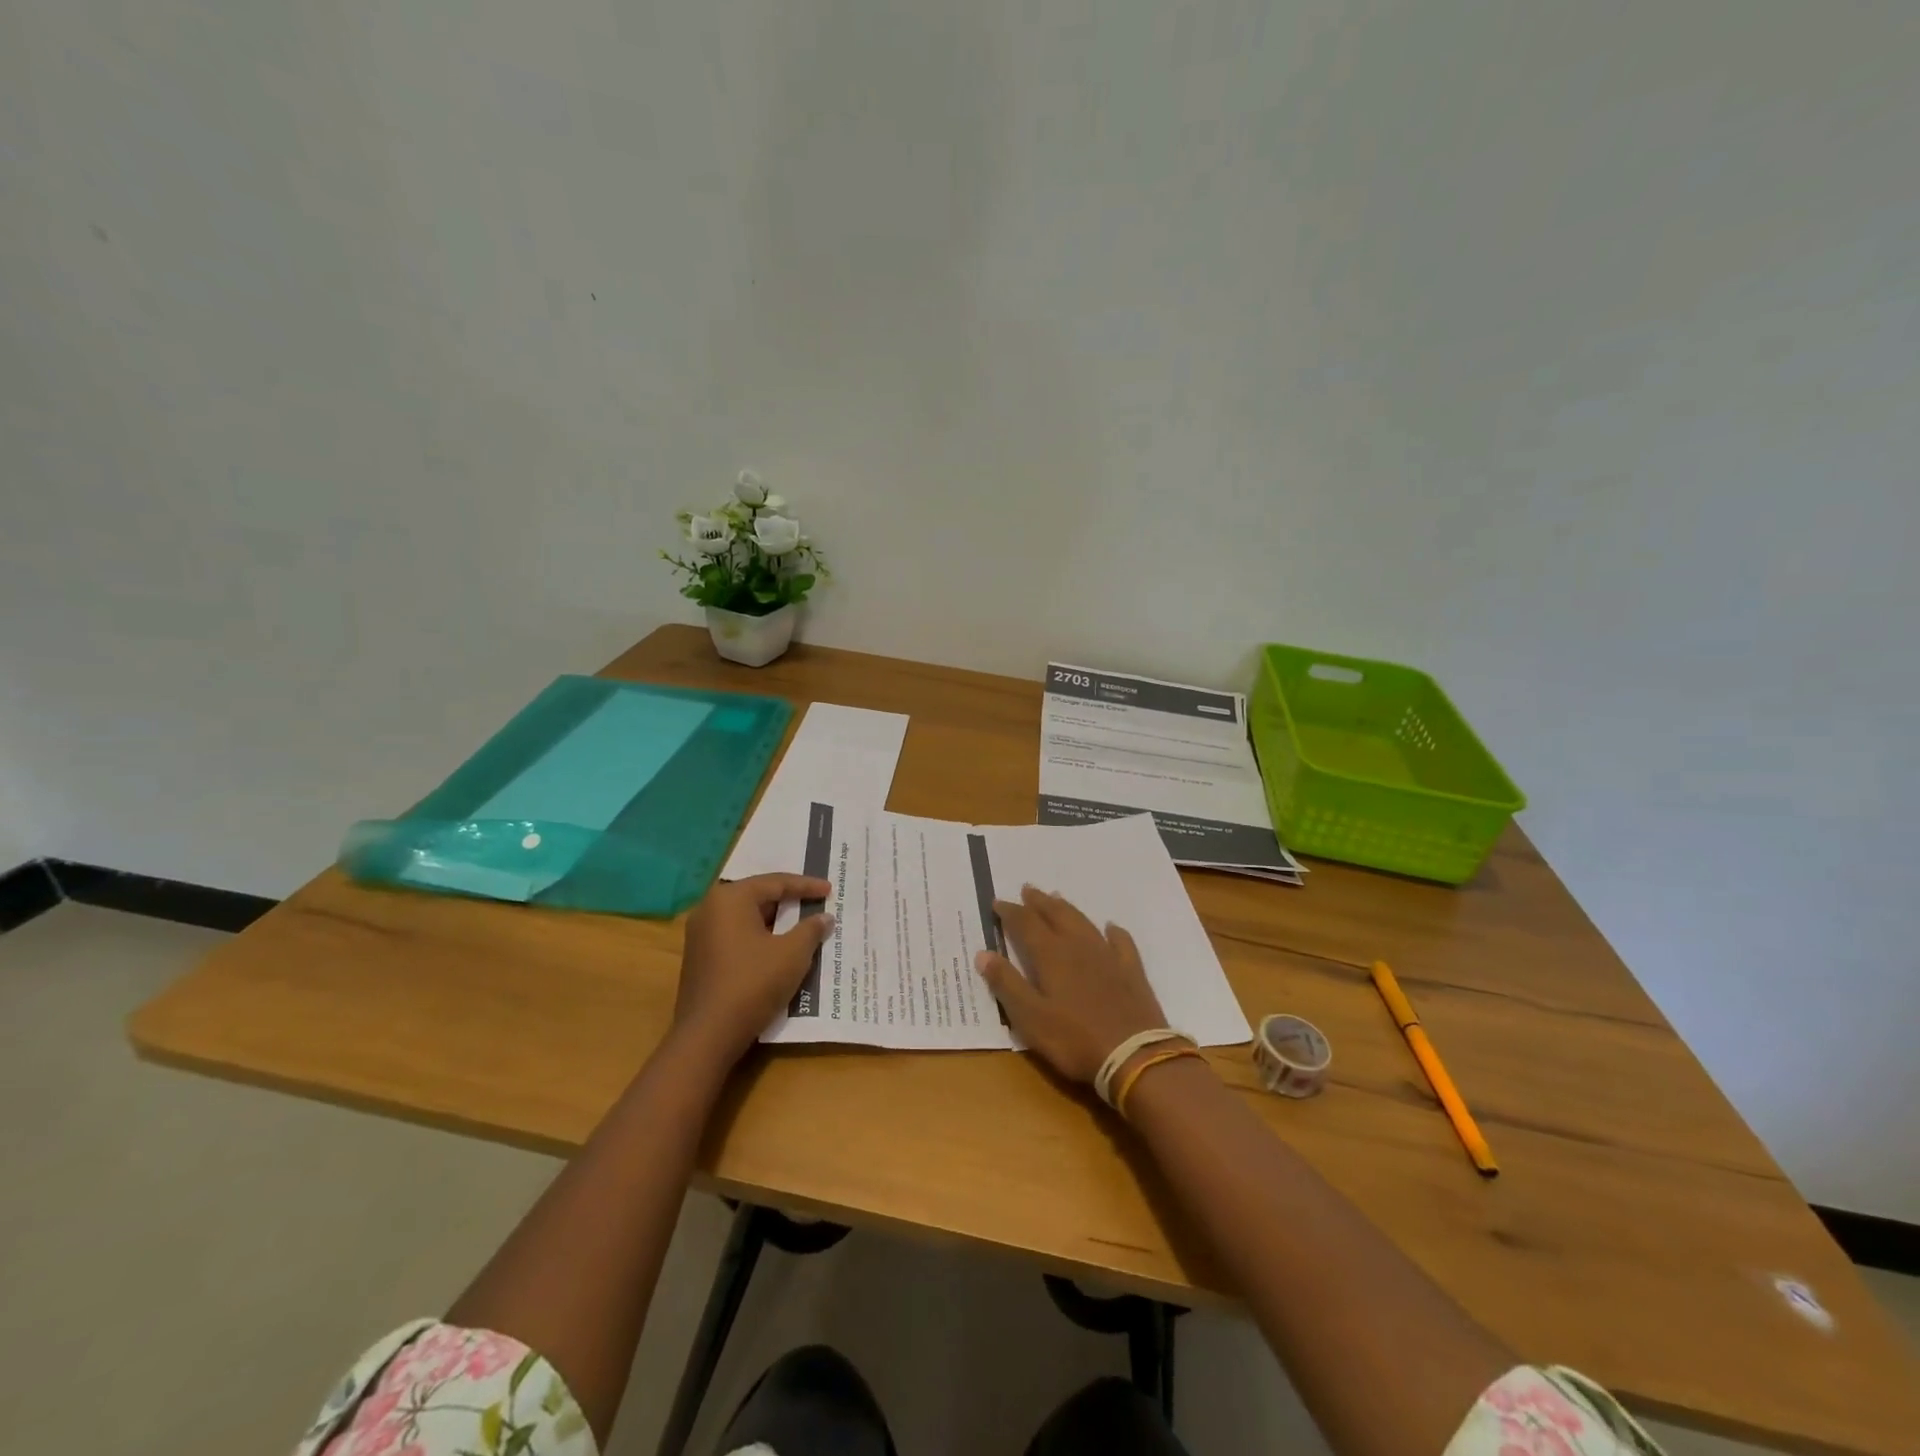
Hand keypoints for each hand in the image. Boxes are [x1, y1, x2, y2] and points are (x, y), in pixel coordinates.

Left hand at [674, 874, 834, 1065]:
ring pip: (746, 918)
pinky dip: (759, 936)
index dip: (806, 886)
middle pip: (757, 896)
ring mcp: (700, 934)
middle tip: (816, 902)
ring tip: (801, 923)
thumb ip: (811, 929)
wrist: (708, 1035)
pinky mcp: (700, 958)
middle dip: (789, 901)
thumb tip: (824, 917)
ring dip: (775, 921)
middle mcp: (710, 908)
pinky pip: (736, 936)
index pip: (775, 883)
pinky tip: (778, 947)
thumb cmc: (753, 983)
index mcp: (730, 898)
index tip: (830, 890)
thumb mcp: (792, 954)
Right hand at [973, 885, 1169, 1086]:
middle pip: (1056, 915)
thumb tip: (983, 953)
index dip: (1010, 912)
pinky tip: (1111, 927)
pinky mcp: (1131, 971)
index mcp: (1051, 956)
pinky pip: (1121, 942)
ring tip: (1057, 897)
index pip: (1025, 924)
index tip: (997, 902)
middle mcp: (1078, 946)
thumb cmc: (1074, 1039)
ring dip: (1067, 908)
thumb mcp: (1030, 1018)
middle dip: (1039, 902)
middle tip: (1028, 889)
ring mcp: (1108, 956)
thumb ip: (1007, 984)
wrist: (1134, 1056)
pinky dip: (1114, 931)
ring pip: (1083, 922)